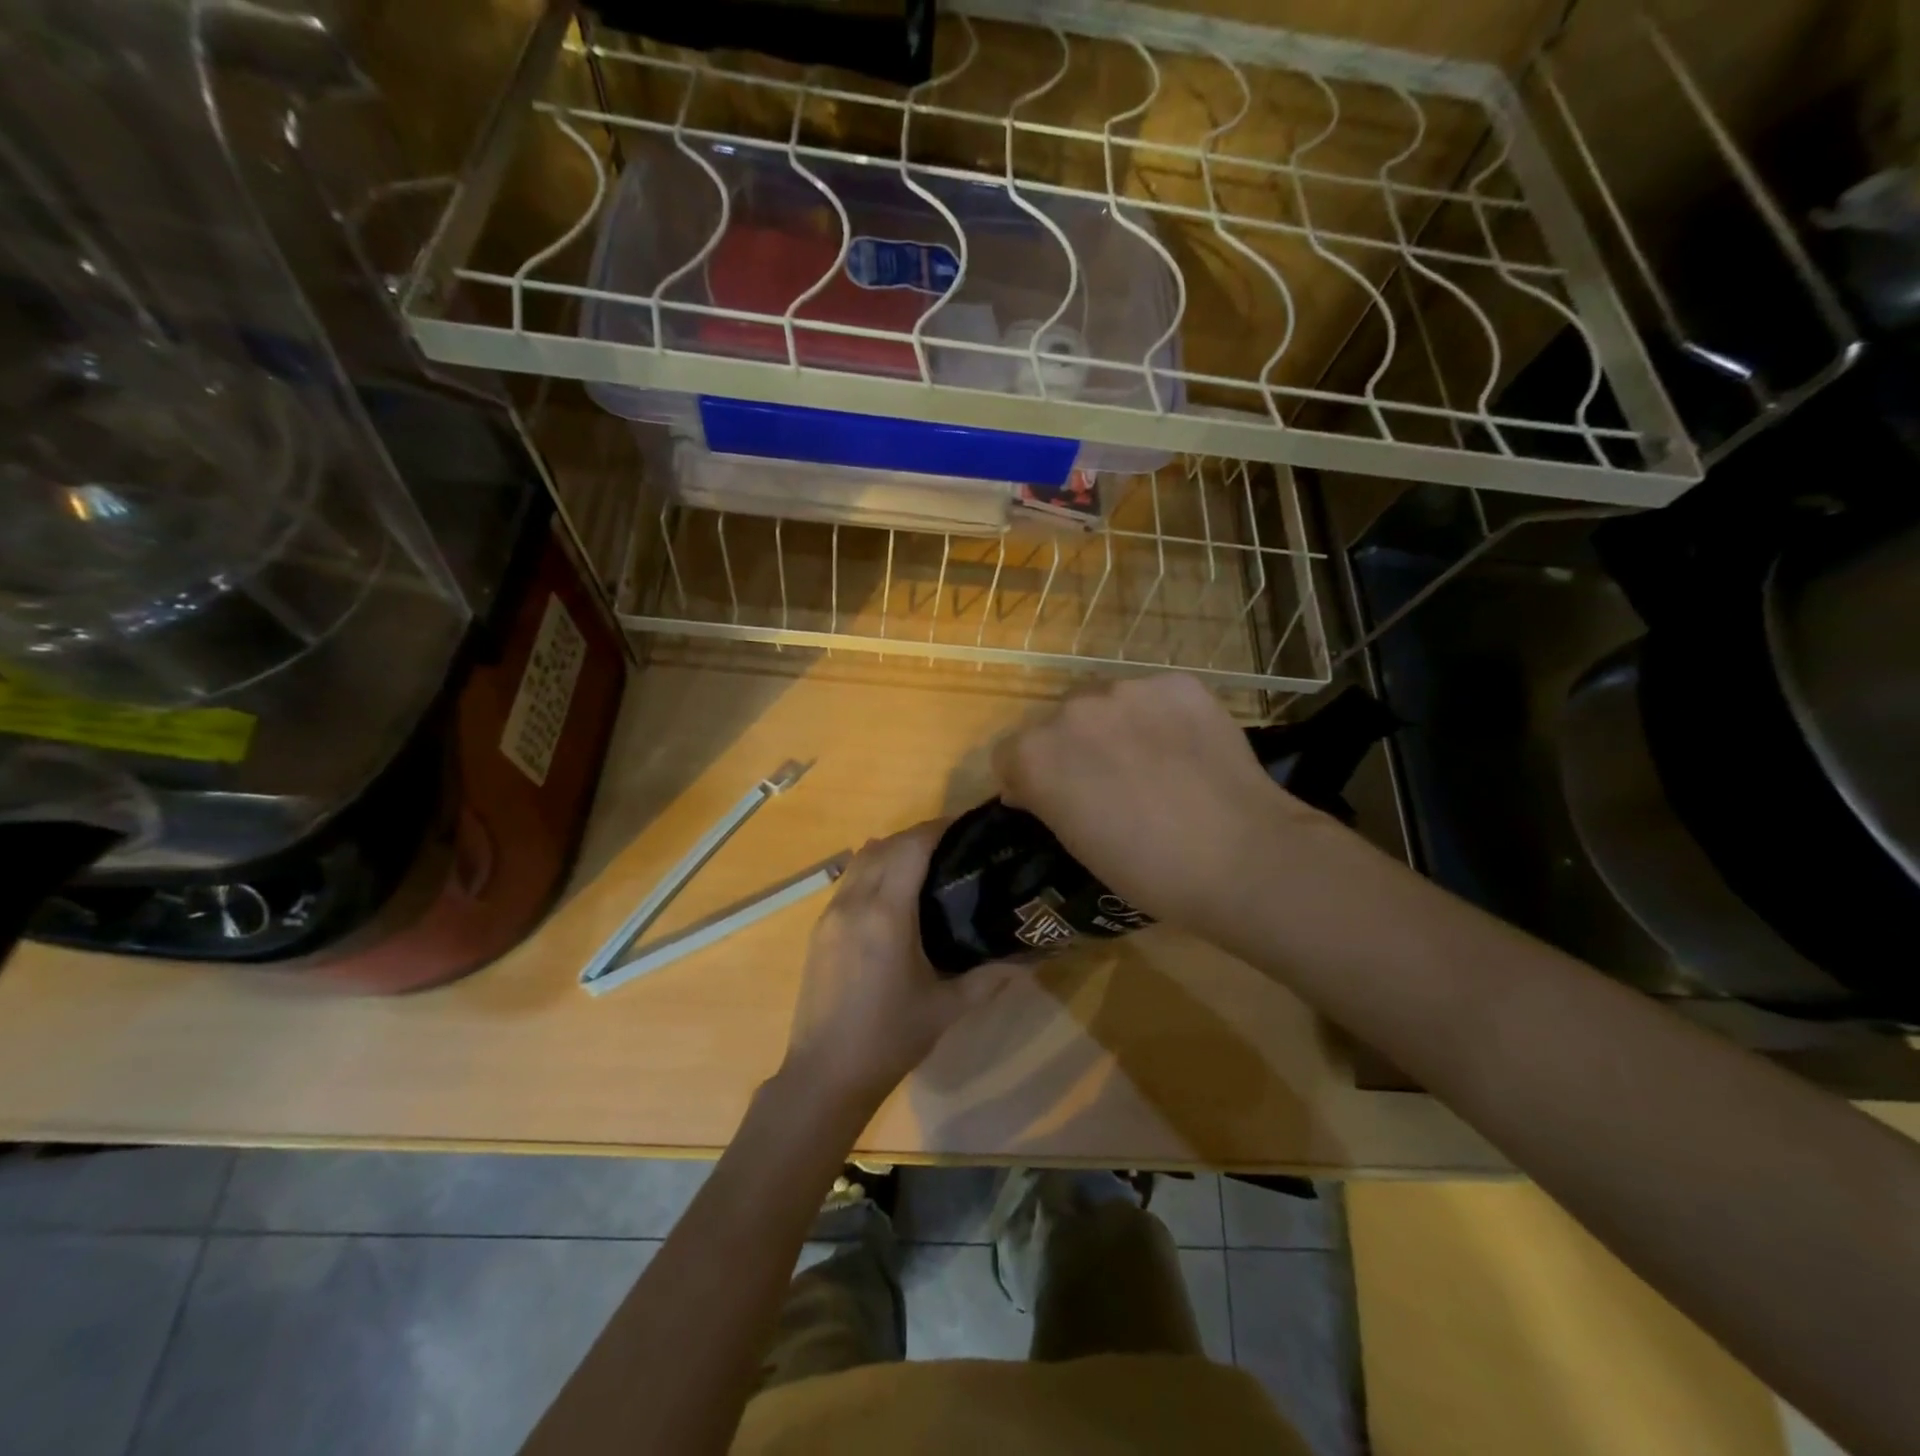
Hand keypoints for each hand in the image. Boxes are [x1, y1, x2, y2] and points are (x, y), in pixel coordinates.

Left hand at [783, 822, 1019, 1114]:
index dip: (939, 828)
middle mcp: (854, 902)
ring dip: (892, 849)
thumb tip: (1032, 958)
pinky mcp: (819, 929)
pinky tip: (893, 890)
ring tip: (926, 862)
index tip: (967, 825)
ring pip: (861, 859)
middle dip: (918, 835)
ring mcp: (830, 914)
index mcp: (886, 913)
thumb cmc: (890, 1039)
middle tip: (955, 845)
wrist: (825, 1075)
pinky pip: (848, 880)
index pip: (911, 847)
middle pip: (886, 845)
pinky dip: (872, 869)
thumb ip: (990, 978)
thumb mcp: (947, 1008)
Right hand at [992, 674, 1329, 937]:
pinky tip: (1186, 749)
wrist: (1239, 857)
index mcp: (1035, 754)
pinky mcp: (1177, 683)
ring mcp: (1127, 689)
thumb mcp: (1075, 843)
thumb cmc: (1146, 870)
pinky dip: (1162, 717)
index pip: (1010, 754)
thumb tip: (1034, 787)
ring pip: (1107, 703)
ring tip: (1155, 764)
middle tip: (1109, 784)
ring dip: (1116, 727)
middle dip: (1074, 748)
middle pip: (1058, 722)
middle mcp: (1072, 709)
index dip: (1029, 779)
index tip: (1055, 802)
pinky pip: (1154, 696)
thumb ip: (1047, 799)